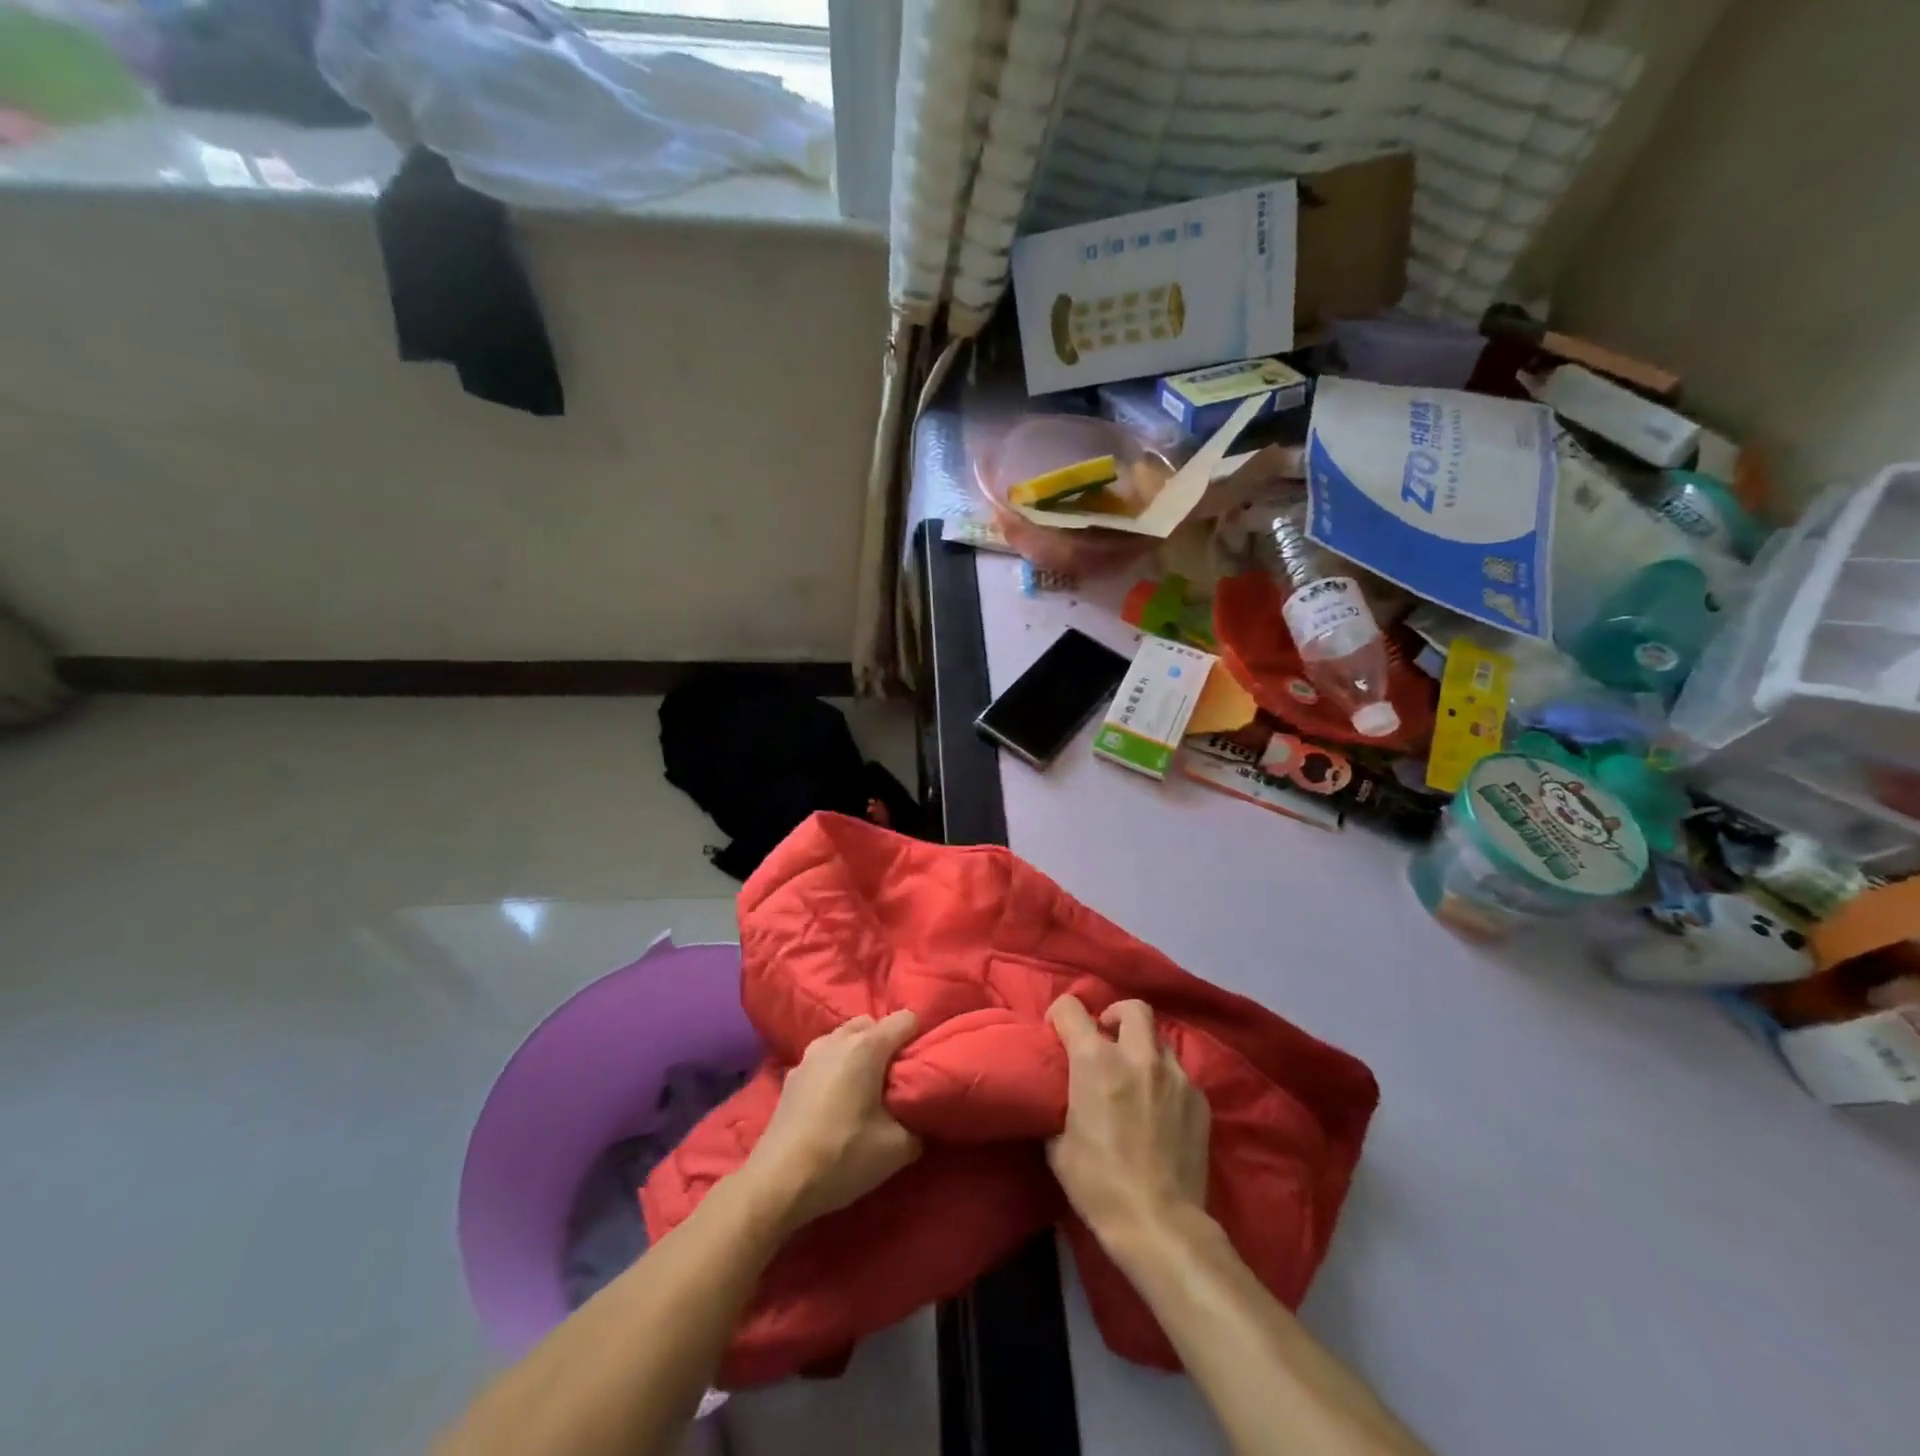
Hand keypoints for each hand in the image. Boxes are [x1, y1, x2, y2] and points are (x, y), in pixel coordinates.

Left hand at [742, 1010, 922, 1233]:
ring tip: (865, 1088)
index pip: (906, 1019)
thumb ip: (918, 1122)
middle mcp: (837, 1039)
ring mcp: (810, 1054)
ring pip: (844, 1037)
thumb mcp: (897, 1148)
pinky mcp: (791, 1074)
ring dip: (858, 1052)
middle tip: (895, 1079)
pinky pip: (824, 1056)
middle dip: (887, 1043)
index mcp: (867, 1047)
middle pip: (872, 1024)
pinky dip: (836, 1067)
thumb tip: (919, 1113)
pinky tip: (835, 1100)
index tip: (922, 1064)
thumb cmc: (842, 1156)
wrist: (777, 1182)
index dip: (919, 1038)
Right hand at [1046, 995, 1209, 1242]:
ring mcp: (1175, 1075)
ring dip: (1143, 1050)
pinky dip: (1165, 1082)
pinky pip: (1180, 1075)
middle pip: (1132, 1008)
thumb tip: (1060, 1095)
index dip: (1060, 1016)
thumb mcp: (1058, 1145)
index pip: (1071, 1008)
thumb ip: (1058, 1105)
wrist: (1159, 1225)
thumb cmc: (1098, 1184)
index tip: (1057, 1033)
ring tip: (1137, 1078)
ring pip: (1159, 1040)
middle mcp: (1138, 1056)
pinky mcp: (1200, 1099)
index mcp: (1096, 1060)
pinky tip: (1161, 1110)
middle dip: (1116, 1017)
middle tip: (1107, 1041)